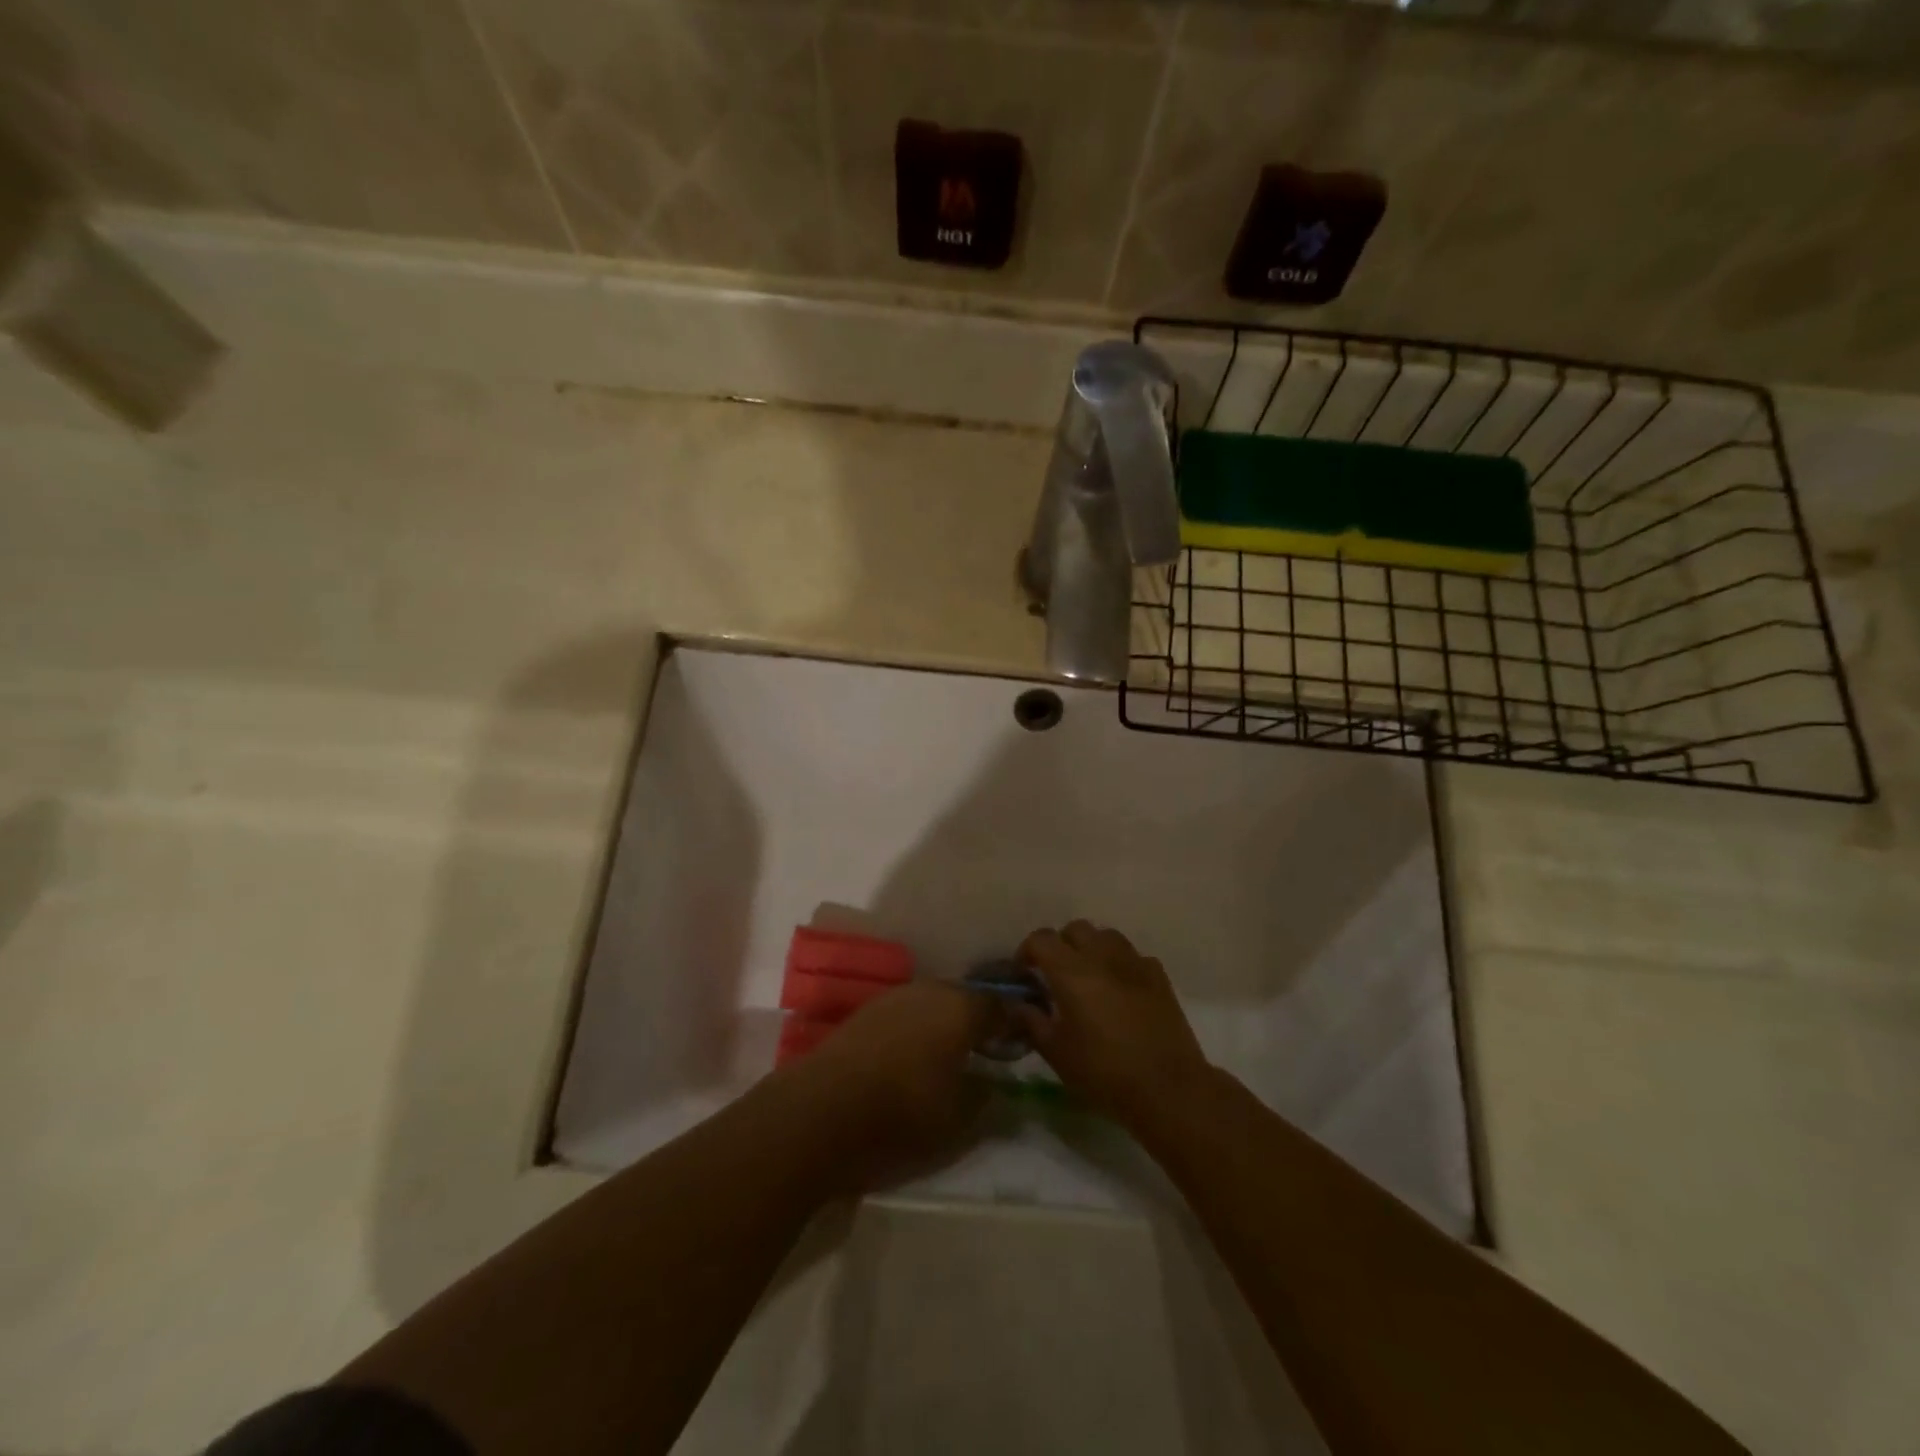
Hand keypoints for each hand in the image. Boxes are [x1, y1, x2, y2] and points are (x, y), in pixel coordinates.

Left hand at [785, 981, 1000, 1188]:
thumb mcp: (957, 1121)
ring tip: (949, 1053)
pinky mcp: (866, 1011)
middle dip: (978, 1019)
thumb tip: (993, 1083)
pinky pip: (906, 1012)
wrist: (823, 1111)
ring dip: (945, 1021)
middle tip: (986, 1048)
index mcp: (961, 1009)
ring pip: (933, 1002)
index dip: (1013, 1024)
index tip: (1020, 1043)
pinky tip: (913, 1054)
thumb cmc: (902, 1114)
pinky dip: (917, 1027)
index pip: (1000, 1006)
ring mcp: (895, 997)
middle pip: (965, 998)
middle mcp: (930, 991)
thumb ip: (984, 1097)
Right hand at [1015, 922, 1211, 1126]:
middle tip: (1056, 975)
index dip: (1027, 951)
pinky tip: (1120, 990)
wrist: (1168, 1089)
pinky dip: (1120, 964)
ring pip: (1106, 936)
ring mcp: (1135, 963)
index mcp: (1071, 971)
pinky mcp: (1159, 976)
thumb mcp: (1056, 1052)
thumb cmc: (1104, 1073)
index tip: (1024, 974)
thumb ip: (1031, 1021)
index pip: (1041, 939)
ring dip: (1091, 949)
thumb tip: (1018, 1004)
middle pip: (1075, 929)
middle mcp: (1102, 956)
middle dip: (1060, 945)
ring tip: (1088, 977)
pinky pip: (1133, 956)